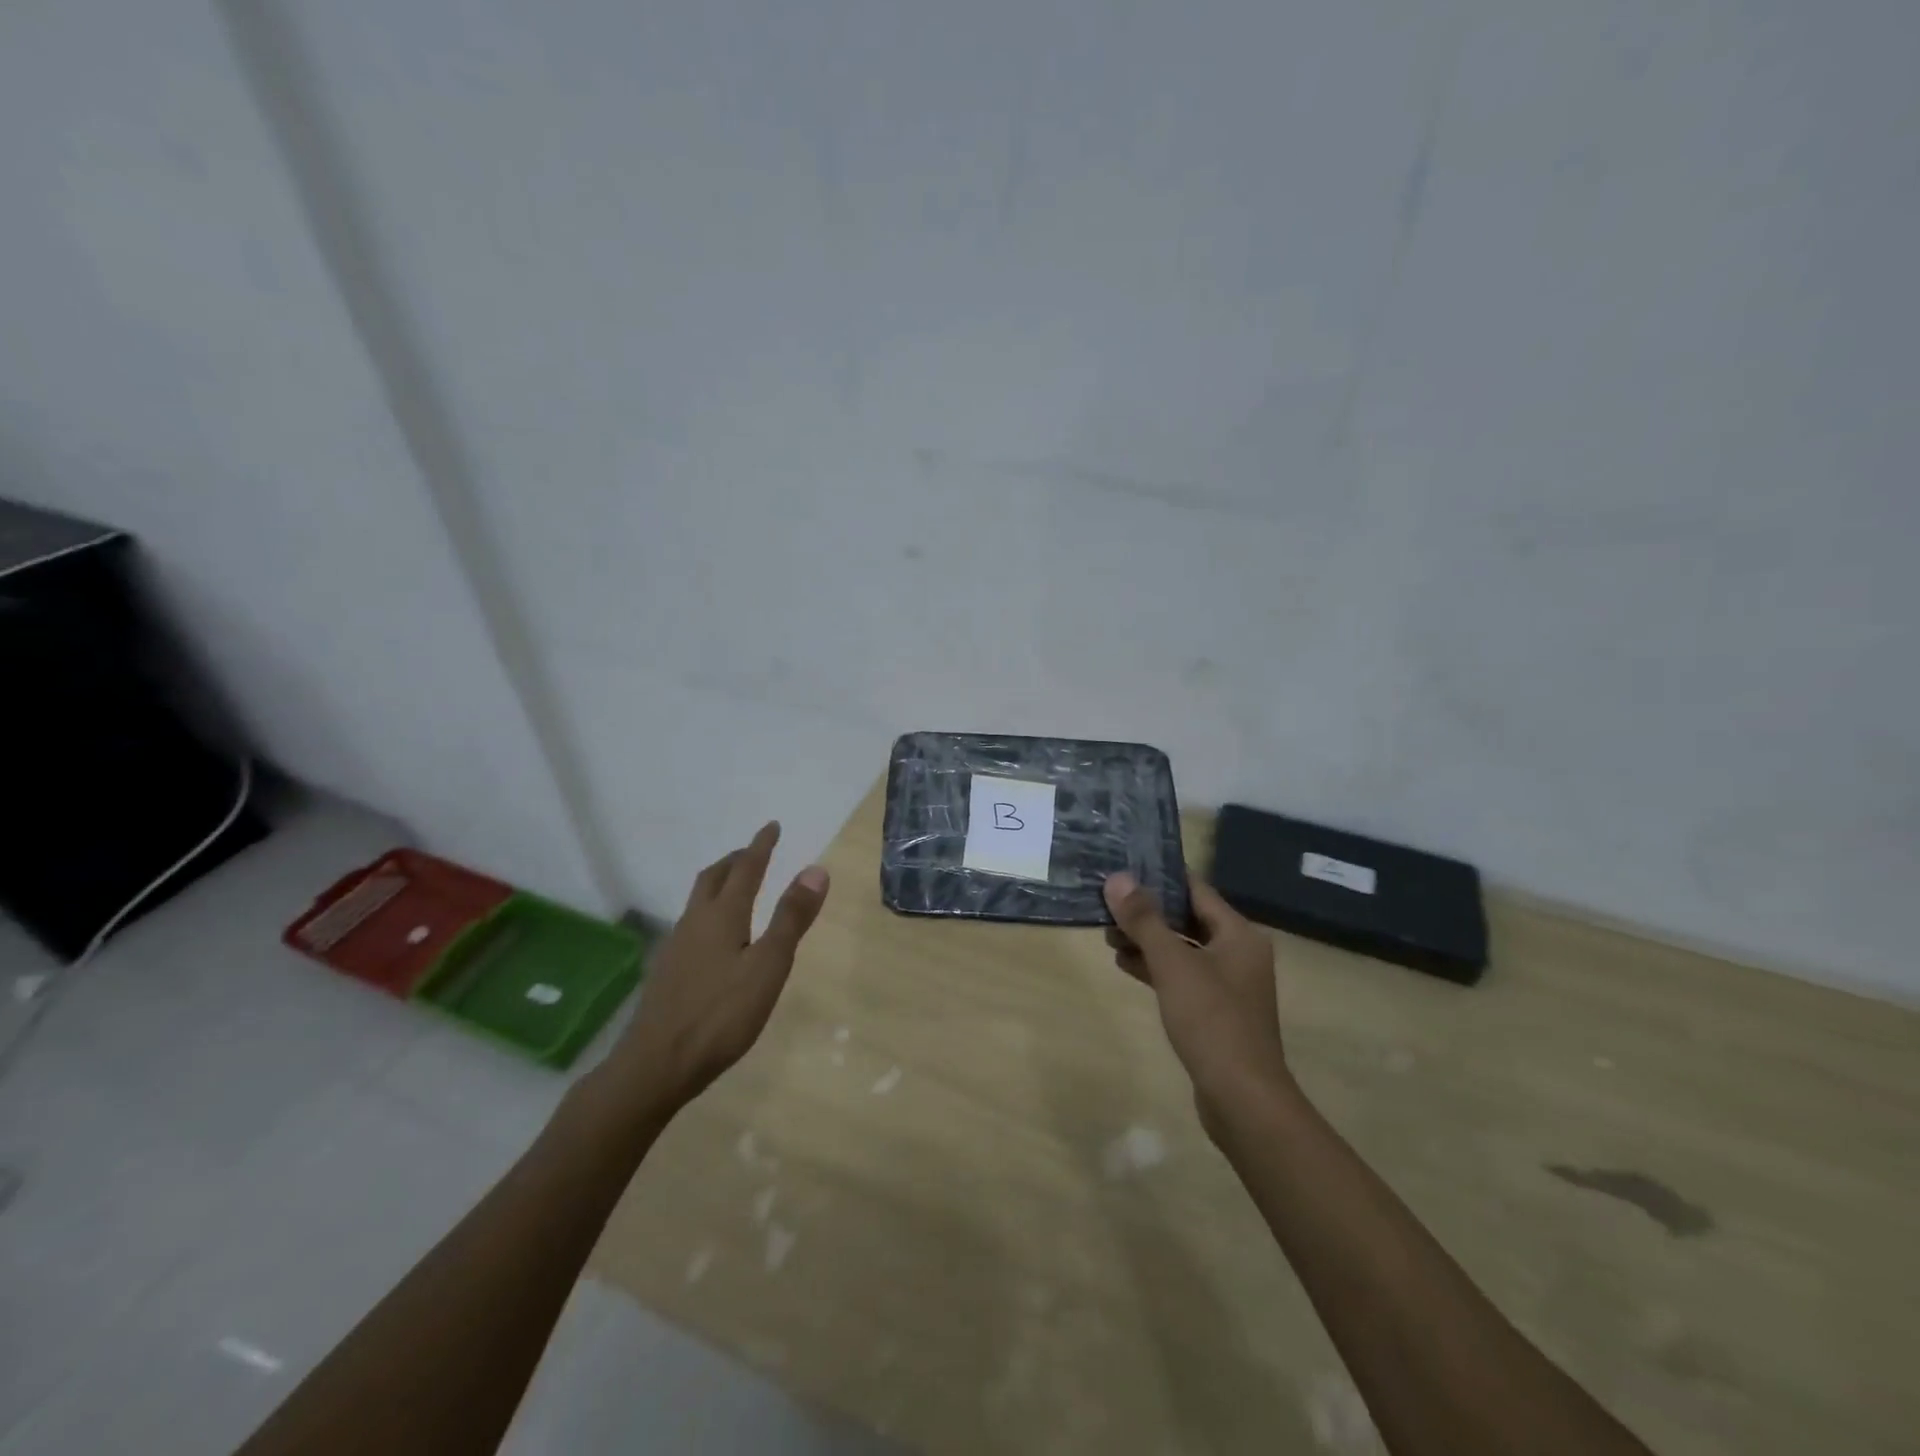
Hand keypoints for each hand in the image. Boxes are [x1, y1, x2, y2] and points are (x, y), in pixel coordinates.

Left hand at [601, 822, 828, 1118]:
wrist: (655, 1065)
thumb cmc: (720, 1015)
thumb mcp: (768, 966)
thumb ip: (791, 918)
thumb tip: (815, 868)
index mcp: (722, 915)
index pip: (746, 869)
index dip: (761, 846)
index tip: (772, 826)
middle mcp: (695, 922)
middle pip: (714, 877)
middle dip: (736, 859)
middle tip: (754, 851)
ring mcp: (677, 946)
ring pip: (699, 900)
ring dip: (720, 882)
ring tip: (736, 886)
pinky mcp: (668, 971)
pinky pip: (692, 923)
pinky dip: (710, 910)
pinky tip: (715, 935)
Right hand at [1104, 872, 1292, 1139]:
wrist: (1242, 1099)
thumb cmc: (1212, 1021)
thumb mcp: (1173, 964)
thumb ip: (1145, 920)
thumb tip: (1117, 878)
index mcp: (1238, 934)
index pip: (1196, 890)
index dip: (1160, 877)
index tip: (1123, 868)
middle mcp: (1238, 952)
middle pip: (1187, 918)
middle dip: (1147, 912)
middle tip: (1107, 904)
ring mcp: (1228, 984)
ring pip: (1182, 949)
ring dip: (1147, 940)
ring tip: (1108, 935)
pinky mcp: (1215, 1011)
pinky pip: (1182, 976)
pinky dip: (1156, 967)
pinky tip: (1124, 964)